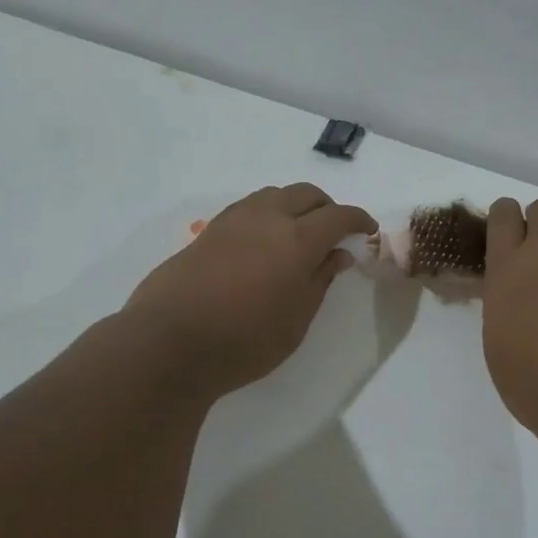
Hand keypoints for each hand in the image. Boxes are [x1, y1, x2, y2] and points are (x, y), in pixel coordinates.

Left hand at [122, 184, 376, 397]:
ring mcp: (234, 220)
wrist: (169, 343)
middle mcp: (267, 218)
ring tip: (299, 234)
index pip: (338, 216)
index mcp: (297, 239)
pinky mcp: (209, 230)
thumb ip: (320, 281)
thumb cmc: (244, 341)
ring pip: (274, 194)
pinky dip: (268, 213)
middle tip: (335, 232)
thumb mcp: (296, 319)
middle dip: (327, 207)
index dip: (358, 219)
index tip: (367, 230)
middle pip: (306, 194)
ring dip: (295, 205)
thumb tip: (338, 255)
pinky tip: (264, 241)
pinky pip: (249, 207)